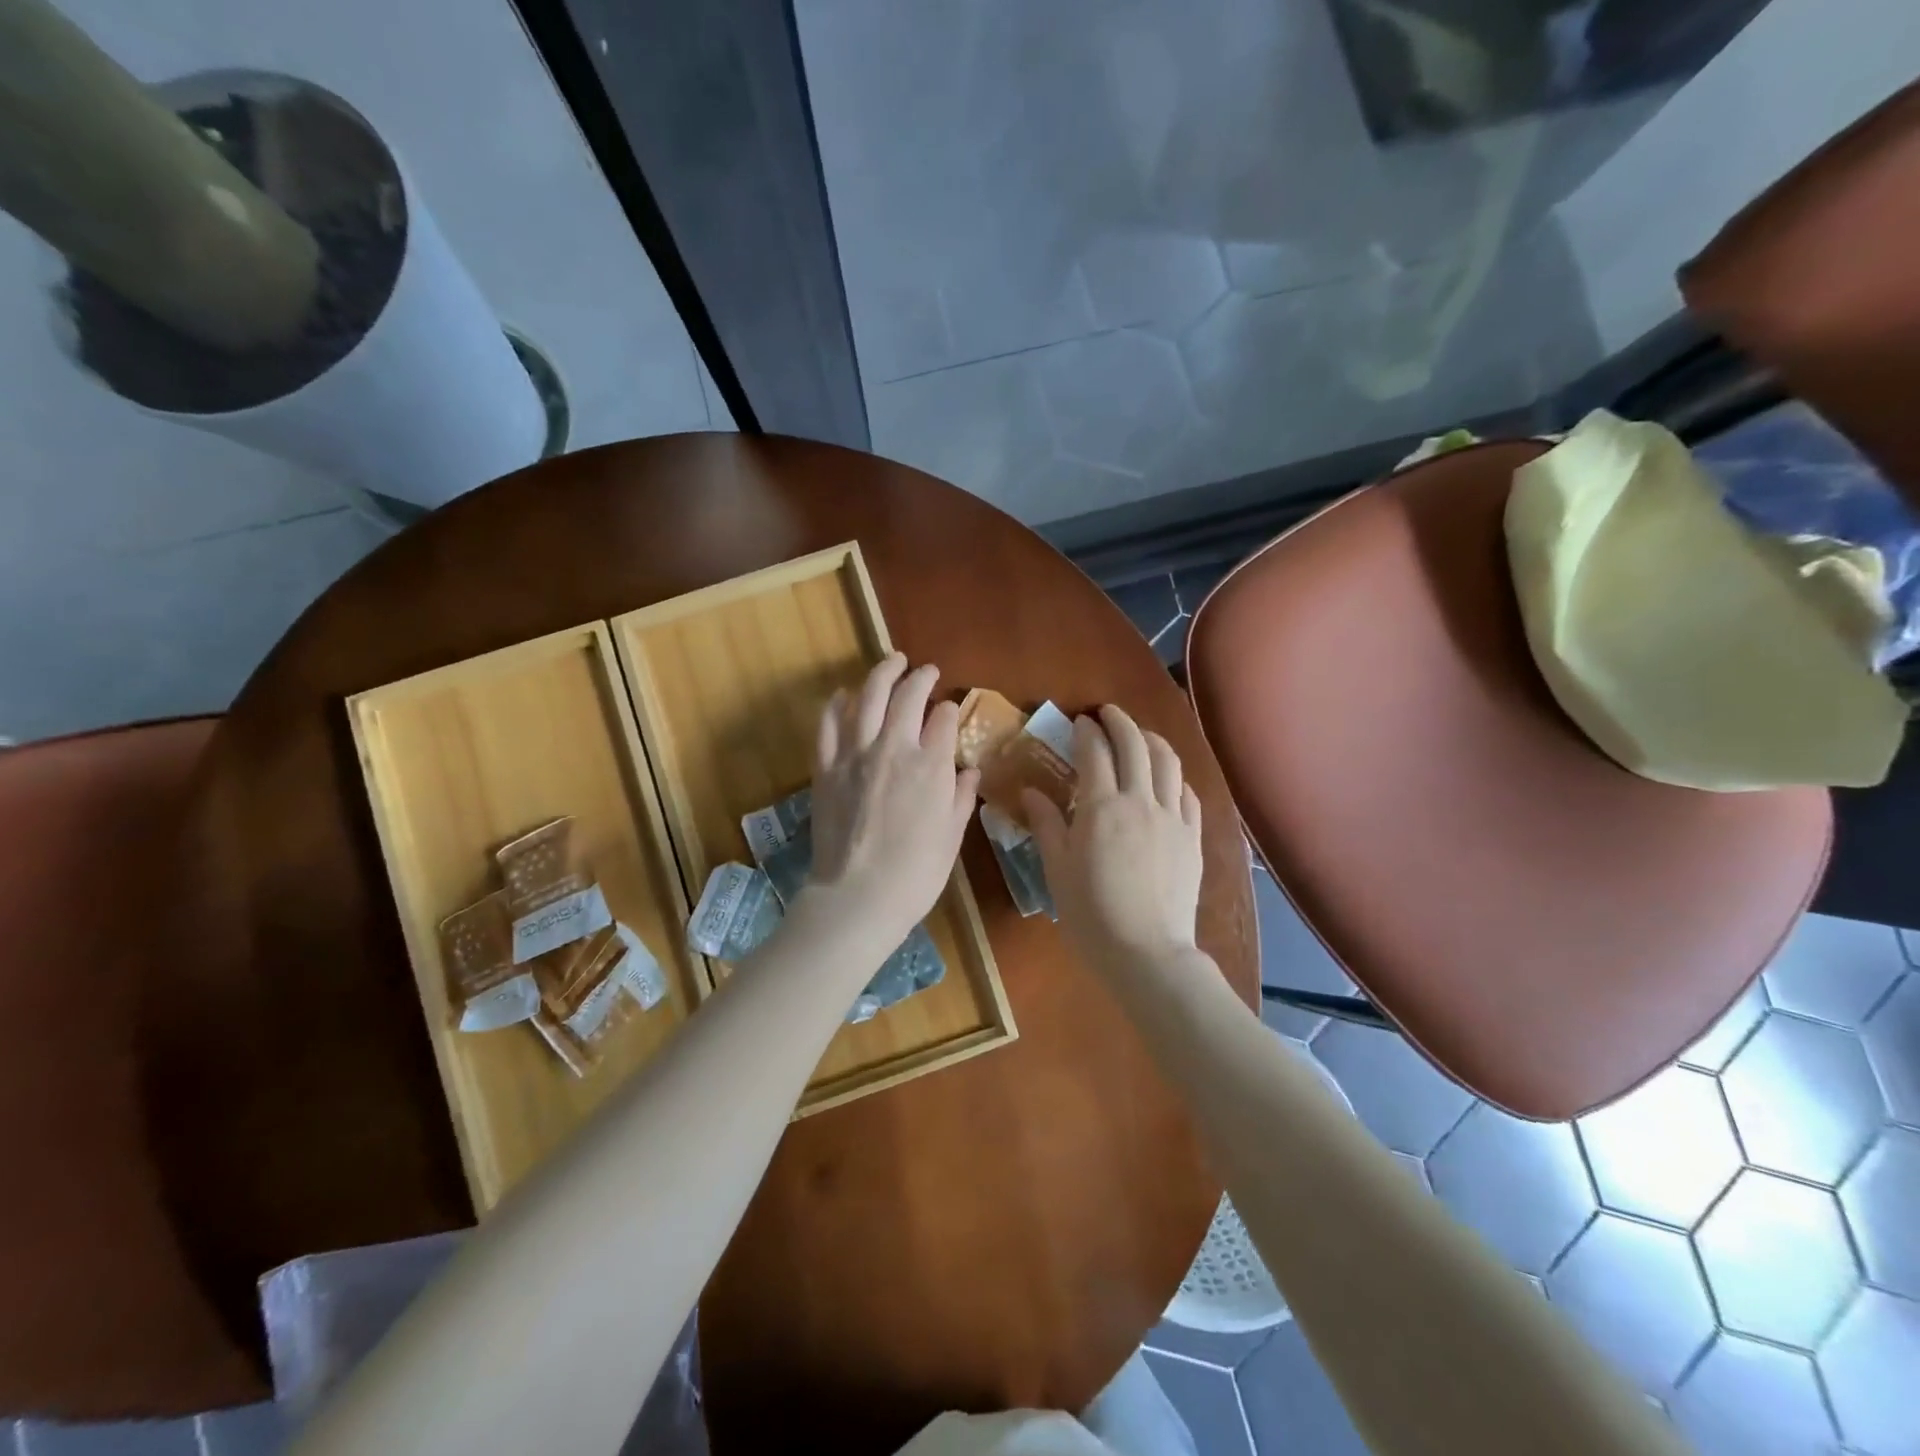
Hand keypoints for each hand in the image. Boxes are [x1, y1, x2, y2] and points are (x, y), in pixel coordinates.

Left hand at [806, 654, 979, 948]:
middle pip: (907, 697)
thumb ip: (960, 797)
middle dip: (920, 678)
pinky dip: (836, 704)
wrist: (857, 897)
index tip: (950, 709)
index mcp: (931, 766)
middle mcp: (893, 749)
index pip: (943, 720)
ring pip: (867, 698)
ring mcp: (855, 755)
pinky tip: (843, 695)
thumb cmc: (915, 874)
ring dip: (881, 674)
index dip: (949, 710)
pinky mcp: (826, 768)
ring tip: (892, 661)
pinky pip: (828, 725)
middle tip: (925, 671)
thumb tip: (969, 770)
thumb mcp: (952, 837)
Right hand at [1022, 705, 1203, 973]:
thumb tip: (1030, 791)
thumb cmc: (1091, 913)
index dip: (1086, 731)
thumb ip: (1046, 824)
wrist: (1146, 952)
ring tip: (1140, 736)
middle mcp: (1140, 801)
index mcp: (1101, 807)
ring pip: (1168, 762)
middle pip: (1135, 745)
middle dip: (1120, 722)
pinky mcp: (1193, 837)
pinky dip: (1176, 777)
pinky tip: (1168, 781)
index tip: (1079, 722)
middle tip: (1108, 714)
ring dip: (1152, 740)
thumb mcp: (1057, 869)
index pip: (1094, 752)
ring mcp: (1173, 818)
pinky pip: (1189, 795)